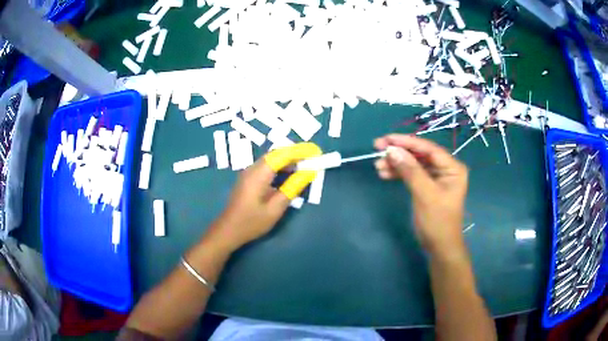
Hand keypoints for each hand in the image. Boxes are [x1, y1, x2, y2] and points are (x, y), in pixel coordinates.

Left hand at [209, 143, 321, 250]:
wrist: (228, 230)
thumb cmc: (252, 222)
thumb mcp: (275, 208)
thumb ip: (292, 189)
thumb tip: (308, 173)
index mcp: (259, 174)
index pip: (282, 155)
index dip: (300, 151)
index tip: (316, 152)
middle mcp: (252, 168)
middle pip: (276, 154)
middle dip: (295, 154)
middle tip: (313, 158)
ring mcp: (249, 173)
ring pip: (271, 159)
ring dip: (288, 160)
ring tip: (305, 166)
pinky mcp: (248, 179)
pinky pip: (267, 166)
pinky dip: (280, 167)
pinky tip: (289, 175)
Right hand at [374, 134, 468, 256]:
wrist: (439, 246)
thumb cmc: (438, 221)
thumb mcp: (425, 195)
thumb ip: (410, 171)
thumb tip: (392, 150)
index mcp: (452, 167)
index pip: (428, 148)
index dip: (407, 142)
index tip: (386, 139)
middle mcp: (445, 169)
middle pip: (419, 154)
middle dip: (399, 152)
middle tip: (378, 148)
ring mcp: (435, 177)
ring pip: (413, 164)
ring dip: (396, 163)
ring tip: (378, 165)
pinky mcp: (426, 186)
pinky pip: (411, 174)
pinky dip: (398, 173)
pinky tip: (385, 173)